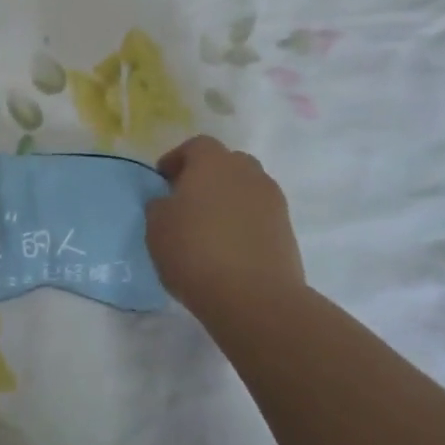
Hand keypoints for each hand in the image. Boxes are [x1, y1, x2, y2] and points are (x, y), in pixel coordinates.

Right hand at [146, 136, 304, 325]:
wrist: (254, 298)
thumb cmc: (195, 252)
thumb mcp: (157, 227)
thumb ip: (160, 206)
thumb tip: (169, 202)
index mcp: (213, 162)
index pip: (196, 146)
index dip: (178, 160)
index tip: (163, 181)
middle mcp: (248, 173)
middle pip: (227, 163)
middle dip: (207, 177)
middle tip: (188, 201)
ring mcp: (273, 202)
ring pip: (246, 190)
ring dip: (229, 201)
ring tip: (210, 228)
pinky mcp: (287, 231)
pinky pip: (260, 217)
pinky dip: (245, 224)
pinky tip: (230, 249)